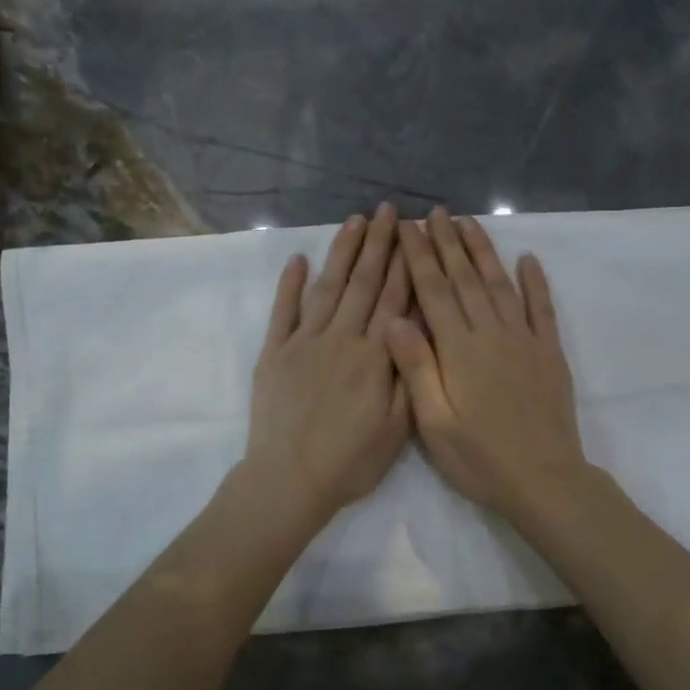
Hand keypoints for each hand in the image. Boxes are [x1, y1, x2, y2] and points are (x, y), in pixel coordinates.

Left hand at [244, 203, 410, 530]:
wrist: (290, 479)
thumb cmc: (351, 460)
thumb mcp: (398, 428)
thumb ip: (409, 374)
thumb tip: (414, 326)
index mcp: (375, 356)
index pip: (393, 299)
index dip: (404, 263)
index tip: (411, 232)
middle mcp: (341, 339)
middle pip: (362, 283)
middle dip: (377, 244)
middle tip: (386, 210)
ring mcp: (304, 342)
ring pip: (327, 287)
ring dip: (341, 252)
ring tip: (353, 221)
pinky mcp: (274, 353)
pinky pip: (283, 311)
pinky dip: (290, 284)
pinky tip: (298, 259)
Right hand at [386, 207, 589, 523]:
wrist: (544, 481)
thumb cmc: (481, 459)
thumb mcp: (435, 424)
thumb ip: (416, 369)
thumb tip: (393, 319)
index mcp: (459, 350)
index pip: (433, 291)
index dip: (418, 256)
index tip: (407, 227)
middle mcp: (491, 333)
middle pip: (465, 278)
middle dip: (447, 243)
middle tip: (435, 212)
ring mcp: (525, 339)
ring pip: (500, 284)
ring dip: (483, 251)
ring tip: (469, 223)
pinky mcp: (549, 352)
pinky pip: (542, 307)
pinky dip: (535, 281)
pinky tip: (528, 259)